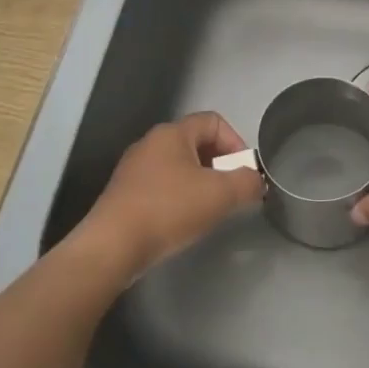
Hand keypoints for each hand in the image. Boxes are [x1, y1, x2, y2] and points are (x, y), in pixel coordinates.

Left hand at [73, 112, 263, 278]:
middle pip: (196, 143)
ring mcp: (133, 168)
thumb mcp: (220, 195)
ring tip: (207, 211)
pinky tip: (180, 222)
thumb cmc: (168, 209)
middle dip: (218, 165)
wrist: (112, 246)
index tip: (243, 172)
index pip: (213, 121)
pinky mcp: (124, 194)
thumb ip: (247, 183)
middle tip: (228, 193)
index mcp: (172, 133)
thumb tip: (255, 180)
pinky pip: (160, 186)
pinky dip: (177, 197)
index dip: (235, 142)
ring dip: (199, 183)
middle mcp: (150, 143)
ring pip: (178, 166)